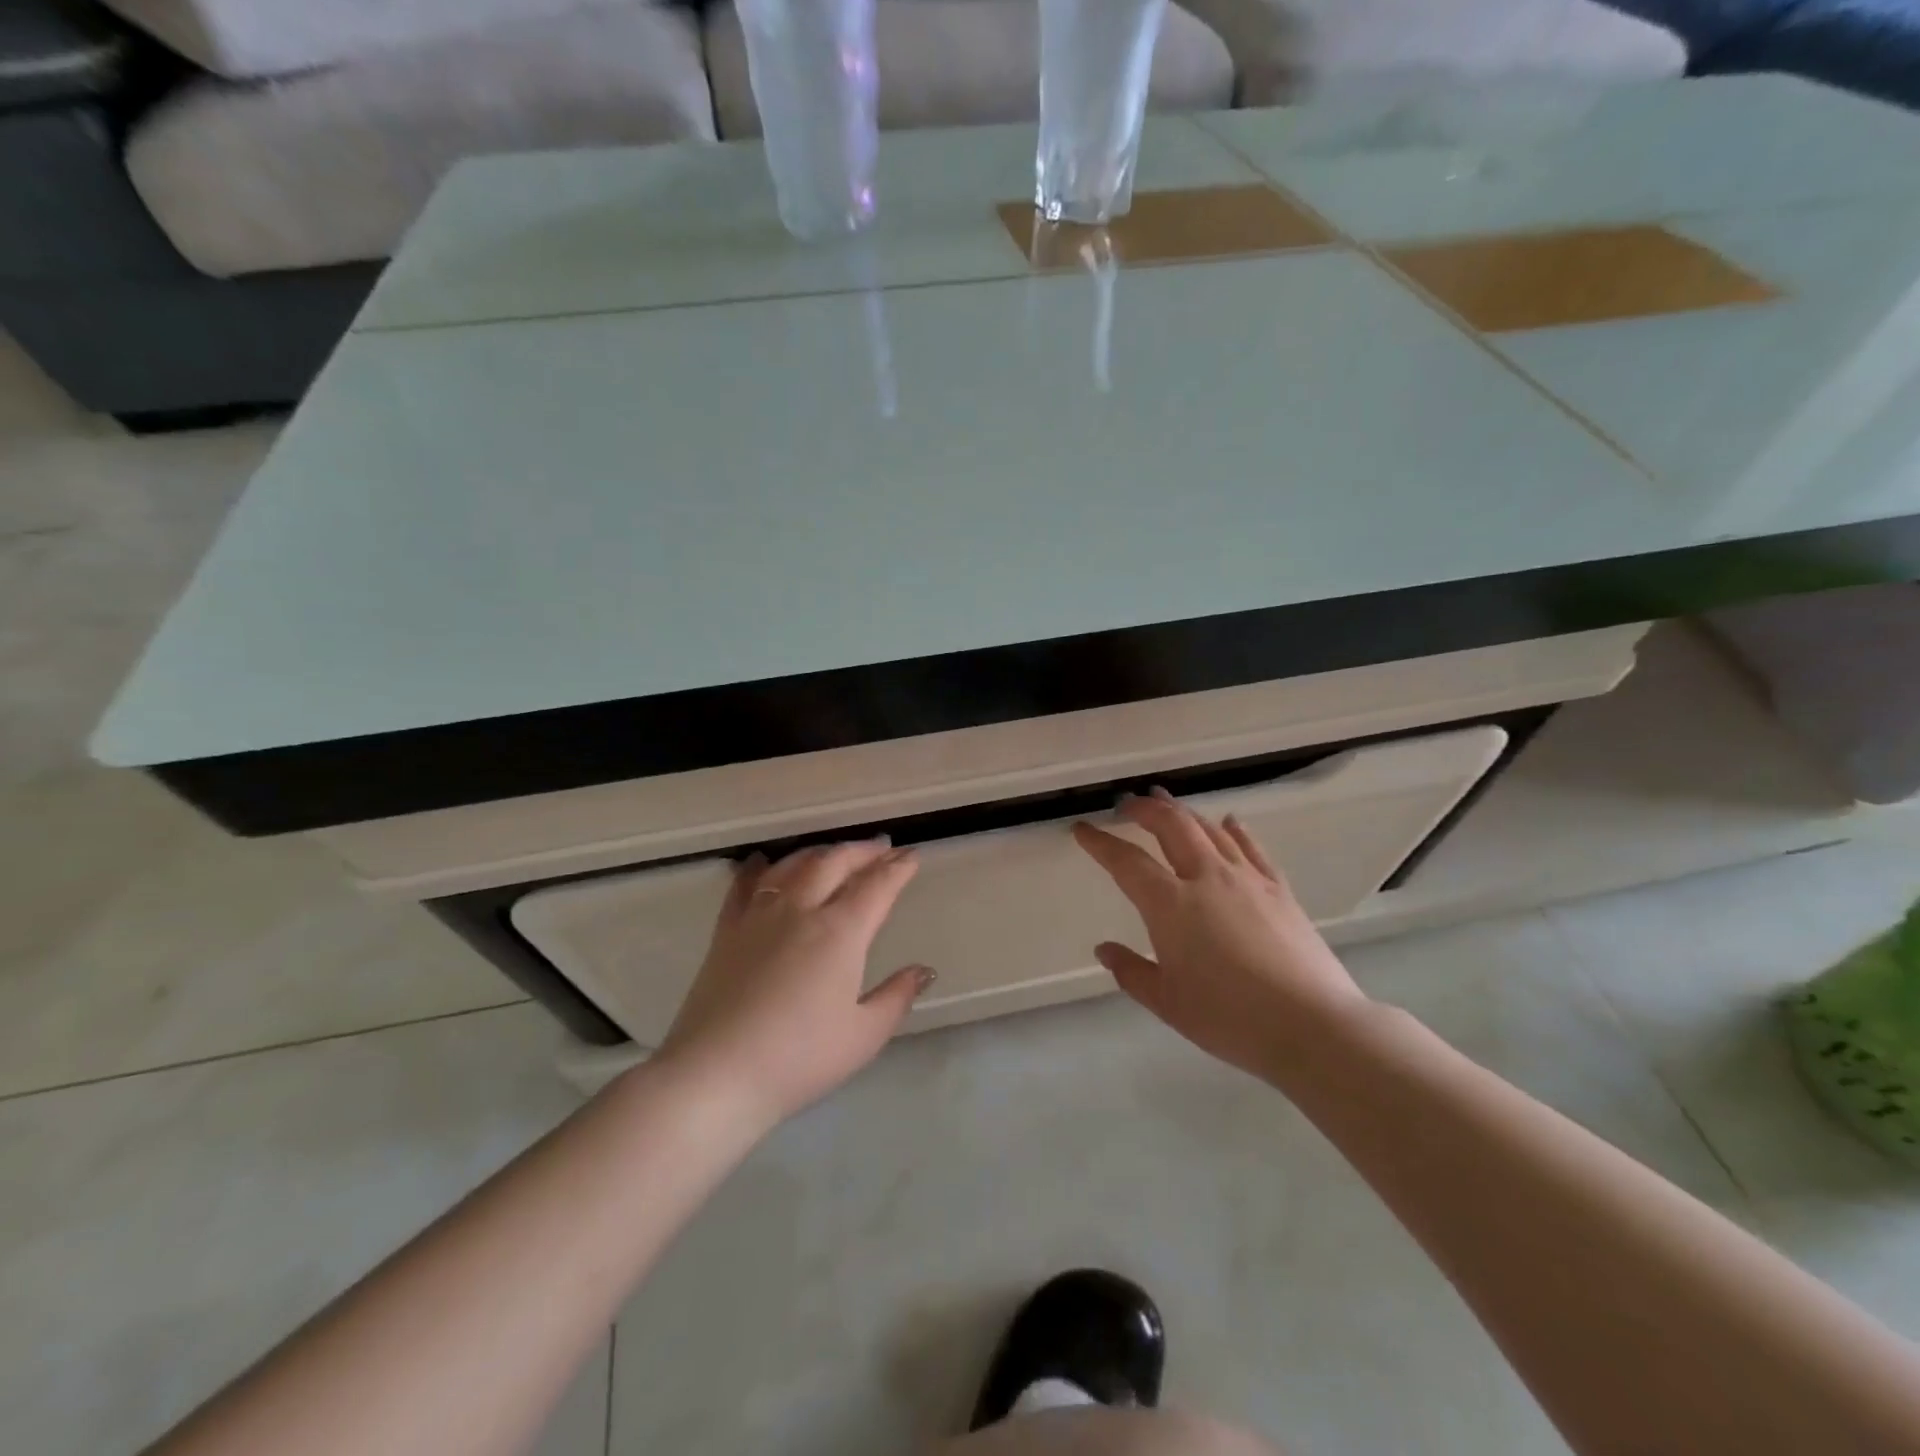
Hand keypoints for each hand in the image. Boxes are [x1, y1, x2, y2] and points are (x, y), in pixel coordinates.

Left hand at [657, 840, 933, 1131]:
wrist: (716, 1074)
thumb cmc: (799, 1058)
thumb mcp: (863, 1036)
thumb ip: (897, 997)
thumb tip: (923, 970)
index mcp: (841, 932)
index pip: (876, 887)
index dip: (897, 868)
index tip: (911, 855)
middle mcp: (801, 910)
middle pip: (835, 863)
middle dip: (863, 851)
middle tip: (881, 848)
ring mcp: (759, 917)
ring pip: (793, 866)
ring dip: (820, 853)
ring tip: (834, 853)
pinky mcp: (726, 932)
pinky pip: (743, 886)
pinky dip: (757, 868)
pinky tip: (762, 861)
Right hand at [1073, 789, 1368, 1078]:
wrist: (1312, 1025)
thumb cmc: (1229, 1018)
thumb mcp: (1167, 1002)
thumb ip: (1131, 972)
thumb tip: (1104, 950)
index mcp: (1171, 905)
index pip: (1126, 862)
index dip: (1100, 843)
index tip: (1083, 829)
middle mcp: (1206, 878)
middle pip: (1171, 826)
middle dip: (1145, 810)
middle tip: (1127, 804)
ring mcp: (1247, 879)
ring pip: (1209, 829)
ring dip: (1183, 812)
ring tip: (1166, 803)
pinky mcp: (1279, 889)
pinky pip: (1251, 847)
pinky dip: (1234, 830)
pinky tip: (1228, 822)